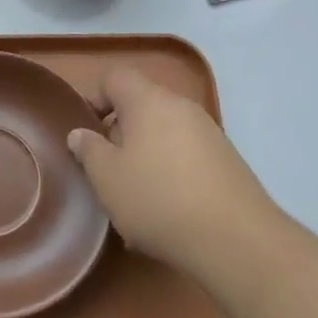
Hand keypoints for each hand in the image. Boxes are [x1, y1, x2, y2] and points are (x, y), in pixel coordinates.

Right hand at [68, 67, 274, 277]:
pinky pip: (187, 156)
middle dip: (121, 133)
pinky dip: (171, 173)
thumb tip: (80, 133)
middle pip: (142, 105)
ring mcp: (209, 133)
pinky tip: (167, 212)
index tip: (86, 132)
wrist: (236, 240)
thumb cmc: (158, 199)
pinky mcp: (227, 161)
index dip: (95, 98)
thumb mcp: (107, 178)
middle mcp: (181, 107)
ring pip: (165, 133)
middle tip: (108, 169)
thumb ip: (89, 150)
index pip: (115, 77)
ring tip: (136, 198)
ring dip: (146, 156)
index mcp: (148, 101)